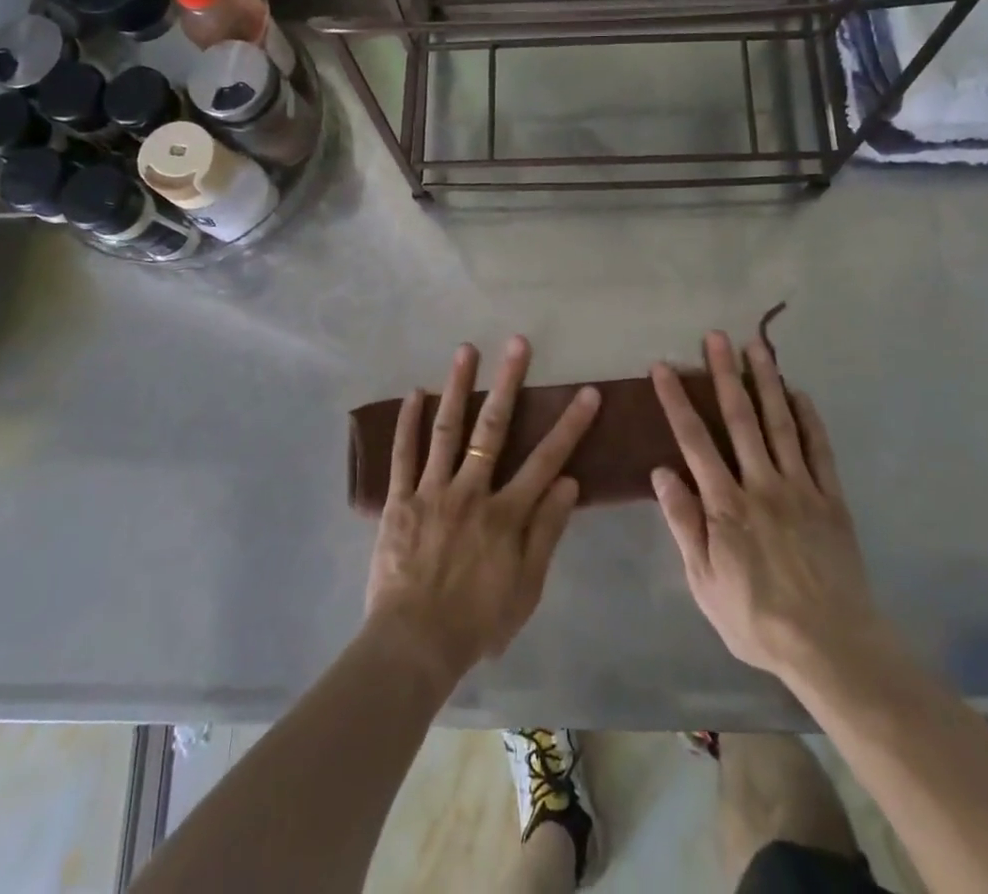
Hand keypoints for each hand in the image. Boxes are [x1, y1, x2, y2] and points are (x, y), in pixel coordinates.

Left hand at [365, 336, 598, 688]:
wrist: (413, 645)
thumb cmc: (477, 622)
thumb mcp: (526, 587)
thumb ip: (547, 532)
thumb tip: (569, 482)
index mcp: (506, 513)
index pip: (546, 460)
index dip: (570, 425)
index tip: (587, 393)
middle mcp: (471, 490)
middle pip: (493, 428)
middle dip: (510, 382)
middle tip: (518, 343)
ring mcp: (432, 491)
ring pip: (447, 429)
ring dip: (459, 386)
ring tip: (467, 350)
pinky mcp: (400, 500)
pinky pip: (403, 455)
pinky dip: (407, 422)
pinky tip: (415, 393)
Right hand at [651, 332, 895, 686]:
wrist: (832, 646)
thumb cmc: (756, 618)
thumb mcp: (704, 581)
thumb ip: (684, 524)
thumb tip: (661, 472)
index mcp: (725, 504)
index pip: (693, 440)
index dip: (676, 400)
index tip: (663, 367)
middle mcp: (761, 483)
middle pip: (739, 418)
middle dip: (724, 374)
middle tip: (715, 336)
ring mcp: (800, 487)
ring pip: (779, 423)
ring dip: (766, 381)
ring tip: (756, 346)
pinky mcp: (830, 498)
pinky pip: (819, 449)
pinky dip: (809, 418)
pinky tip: (800, 393)